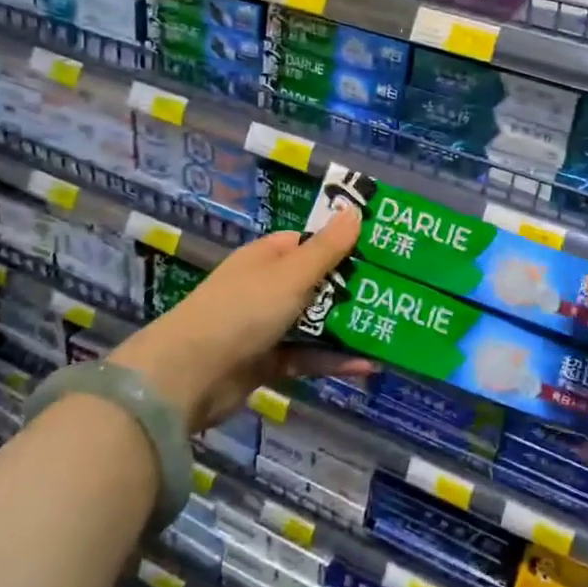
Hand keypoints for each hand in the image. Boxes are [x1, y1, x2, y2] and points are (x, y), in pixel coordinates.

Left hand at [111, 206, 368, 432]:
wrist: (189, 376)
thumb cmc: (242, 311)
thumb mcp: (291, 275)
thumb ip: (327, 248)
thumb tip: (354, 210)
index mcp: (267, 257)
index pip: (310, 242)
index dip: (343, 243)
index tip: (381, 250)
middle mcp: (266, 287)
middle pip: (317, 283)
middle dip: (353, 289)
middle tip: (398, 291)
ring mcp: (266, 326)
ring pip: (316, 322)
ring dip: (347, 328)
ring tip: (391, 329)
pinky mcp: (268, 362)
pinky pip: (308, 356)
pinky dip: (334, 361)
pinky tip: (367, 366)